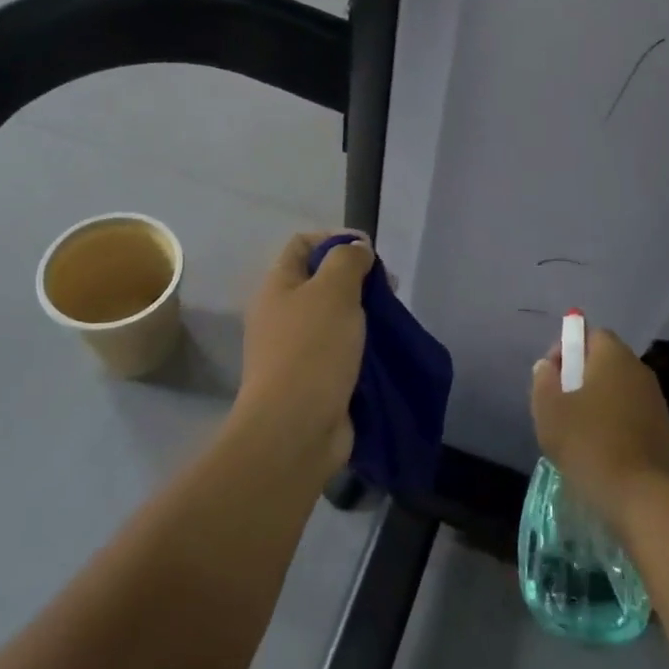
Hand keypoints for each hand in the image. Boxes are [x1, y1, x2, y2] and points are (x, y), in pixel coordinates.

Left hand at [232, 231, 374, 476]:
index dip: (336, 239)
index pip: (303, 244)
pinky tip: (384, 351)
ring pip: (335, 318)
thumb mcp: (333, 290)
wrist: (295, 429)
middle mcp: (282, 314)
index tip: (370, 252)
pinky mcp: (314, 379)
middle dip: (358, 279)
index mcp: (277, 286)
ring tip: (391, 322)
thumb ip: (347, 260)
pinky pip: (342, 351)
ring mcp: (296, 349)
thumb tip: (357, 249)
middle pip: (322, 281)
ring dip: (364, 315)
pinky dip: (363, 347)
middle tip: (388, 289)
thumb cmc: (312, 350)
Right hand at [530, 326, 668, 529]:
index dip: (568, 349)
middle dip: (582, 376)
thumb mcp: (549, 409)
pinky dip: (617, 422)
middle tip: (561, 403)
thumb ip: (543, 380)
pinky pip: (633, 414)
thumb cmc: (587, 442)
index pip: (591, 335)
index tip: (552, 376)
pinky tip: (602, 448)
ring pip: (620, 389)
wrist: (640, 493)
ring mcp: (656, 401)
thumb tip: (547, 366)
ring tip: (579, 429)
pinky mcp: (665, 430)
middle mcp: (639, 370)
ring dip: (600, 401)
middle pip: (607, 362)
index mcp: (613, 356)